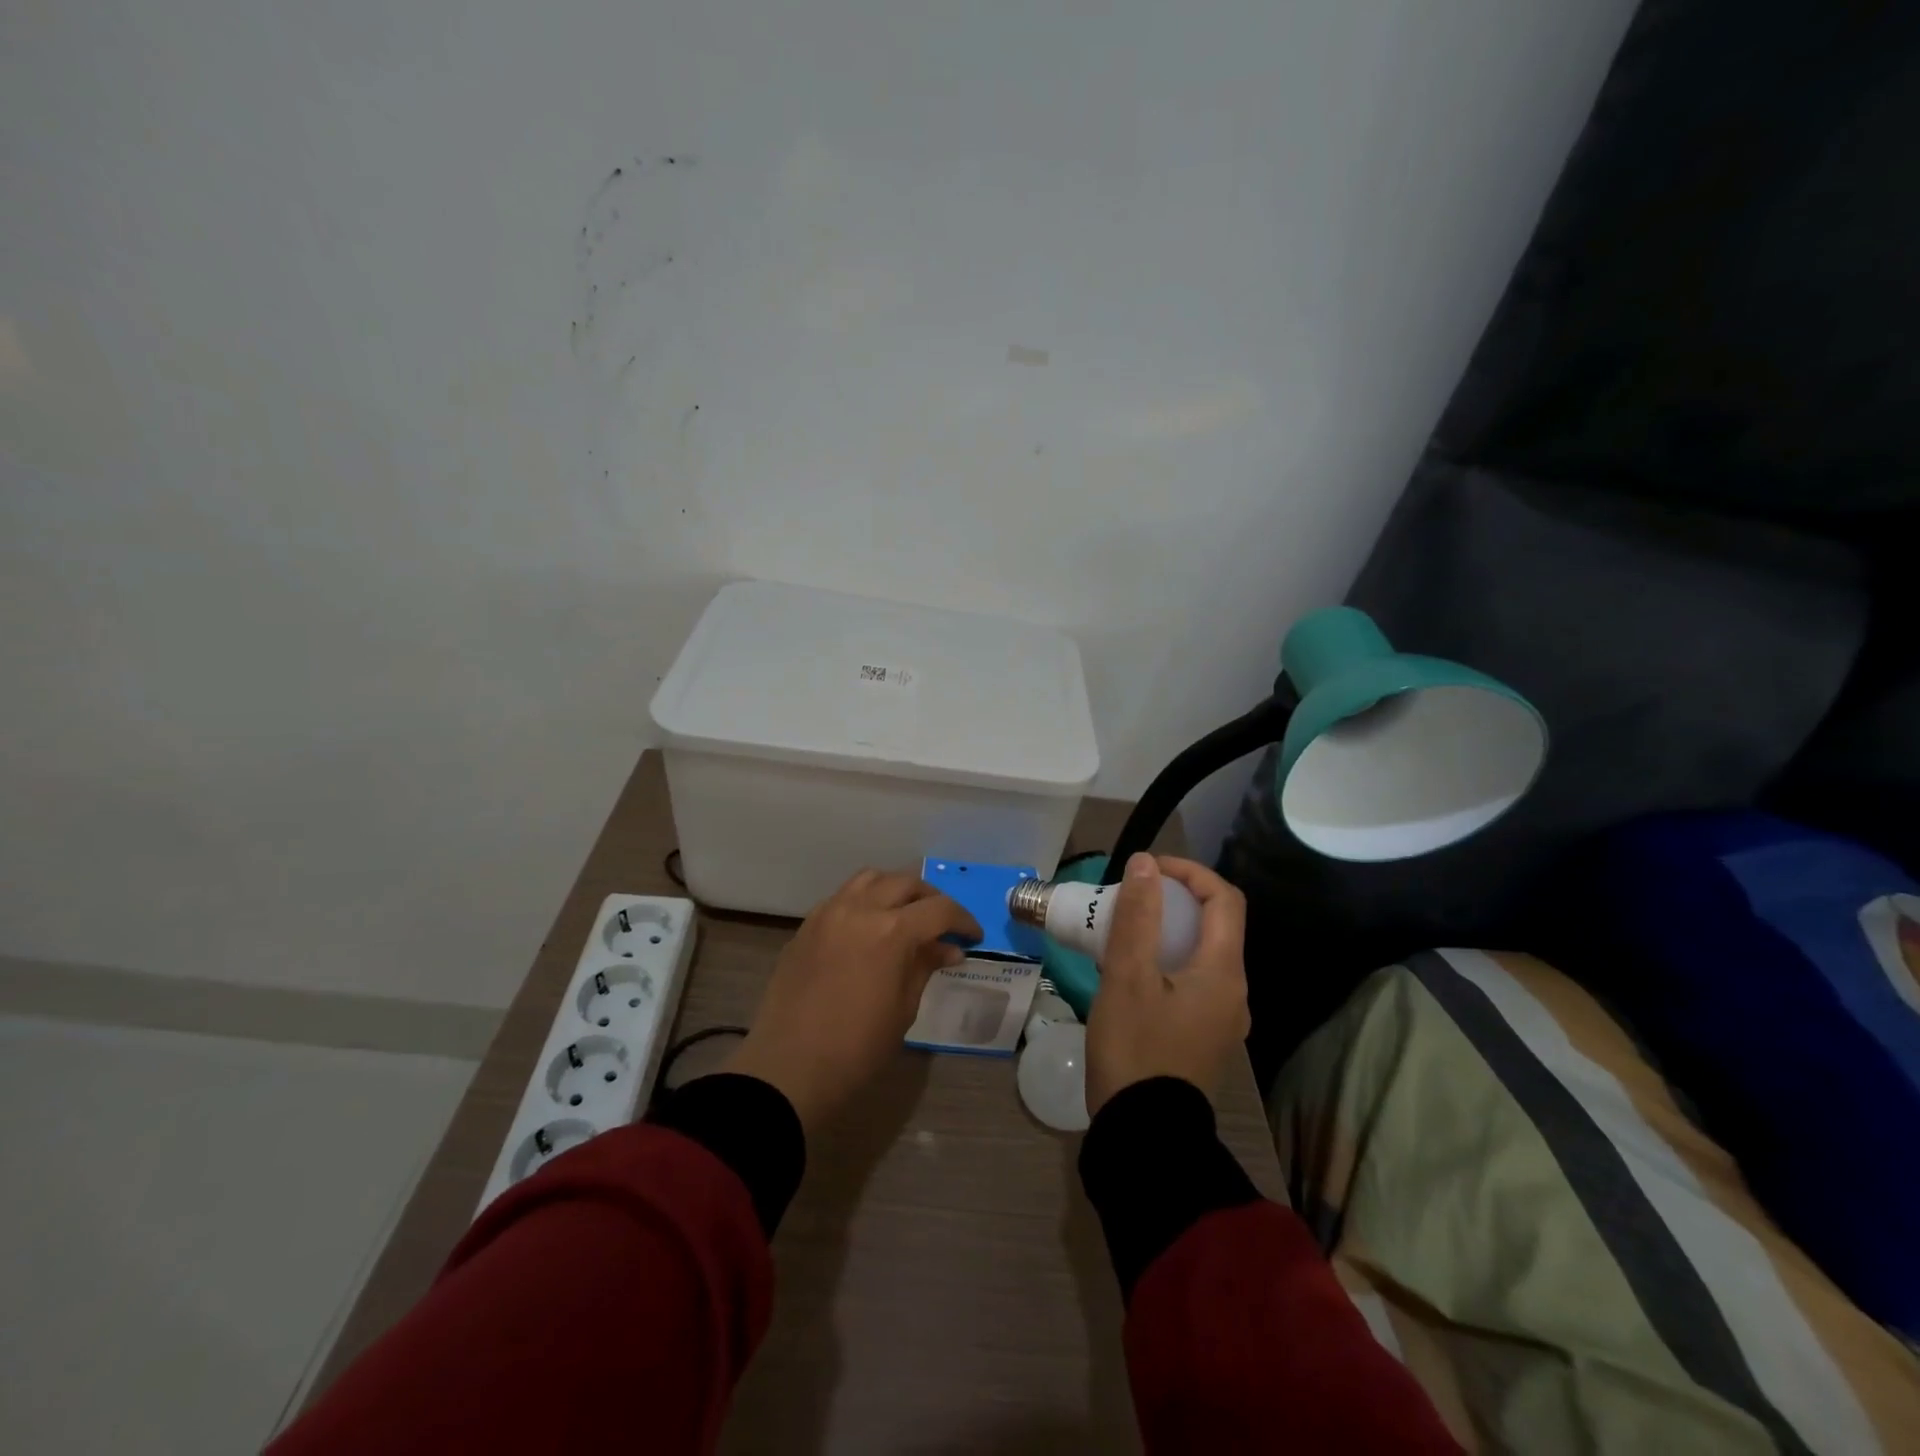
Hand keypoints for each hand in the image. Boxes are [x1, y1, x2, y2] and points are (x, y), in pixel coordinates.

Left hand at [725, 869, 982, 1129]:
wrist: (789, 1069)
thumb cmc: (856, 1049)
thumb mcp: (903, 1009)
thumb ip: (925, 967)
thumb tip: (947, 949)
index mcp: (891, 931)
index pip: (939, 909)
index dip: (963, 920)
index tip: (972, 937)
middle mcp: (860, 909)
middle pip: (905, 883)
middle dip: (931, 900)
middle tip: (943, 925)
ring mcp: (828, 913)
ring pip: (870, 879)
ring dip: (895, 890)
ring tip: (906, 916)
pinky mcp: (807, 925)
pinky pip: (842, 897)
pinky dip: (864, 900)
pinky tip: (870, 927)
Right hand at [1085, 853, 1249, 1114]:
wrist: (1144, 1135)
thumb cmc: (1136, 1048)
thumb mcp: (1127, 976)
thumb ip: (1138, 916)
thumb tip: (1146, 863)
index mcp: (1224, 972)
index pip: (1224, 899)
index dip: (1190, 872)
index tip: (1148, 868)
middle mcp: (1234, 992)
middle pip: (1215, 925)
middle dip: (1174, 900)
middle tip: (1131, 898)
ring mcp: (1222, 1018)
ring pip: (1201, 955)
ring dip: (1168, 931)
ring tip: (1124, 931)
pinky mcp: (1204, 1037)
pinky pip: (1192, 982)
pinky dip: (1167, 961)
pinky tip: (1130, 973)